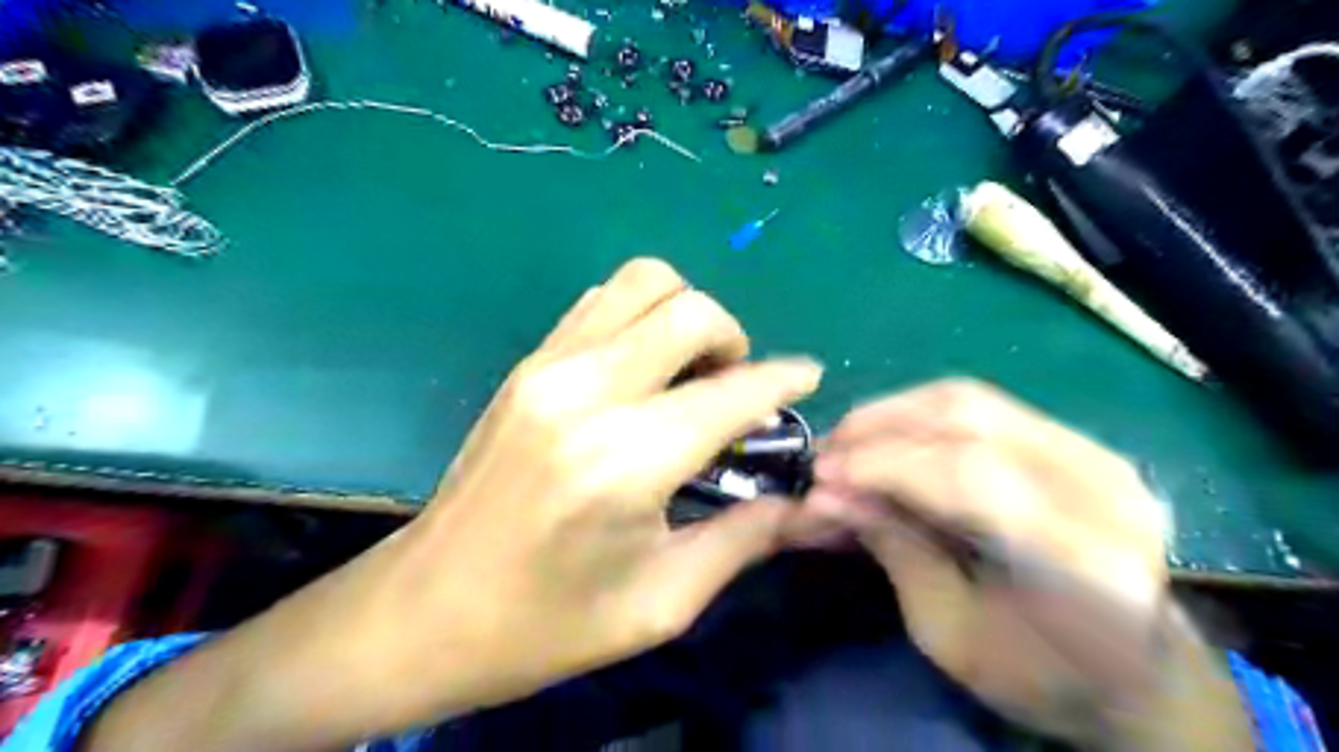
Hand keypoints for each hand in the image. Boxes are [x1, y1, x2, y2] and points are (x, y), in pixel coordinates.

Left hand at [84, 258, 822, 750]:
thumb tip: (801, 497)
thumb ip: (744, 540)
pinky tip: (643, 370)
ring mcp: (548, 367)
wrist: (424, 611)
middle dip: (734, 340)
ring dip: (685, 316)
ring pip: (643, 282)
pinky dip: (640, 318)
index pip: (732, 391)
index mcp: (626, 460)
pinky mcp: (527, 364)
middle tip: (734, 391)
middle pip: (689, 310)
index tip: (809, 377)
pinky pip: (601, 301)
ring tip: (689, 373)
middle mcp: (587, 392)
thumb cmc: (545, 624)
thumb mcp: (660, 604)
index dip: (783, 379)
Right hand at [805, 381, 1256, 750]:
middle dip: (880, 427)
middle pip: (971, 420)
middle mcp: (1100, 489)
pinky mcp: (1079, 443)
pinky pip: (985, 407)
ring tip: (848, 440)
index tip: (821, 476)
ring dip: (896, 412)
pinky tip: (888, 435)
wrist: (1135, 675)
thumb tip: (825, 495)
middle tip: (827, 452)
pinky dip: (922, 414)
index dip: (883, 465)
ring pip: (973, 400)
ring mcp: (1097, 455)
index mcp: (1081, 560)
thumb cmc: (1039, 676)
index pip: (967, 475)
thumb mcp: (948, 633)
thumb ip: (893, 549)